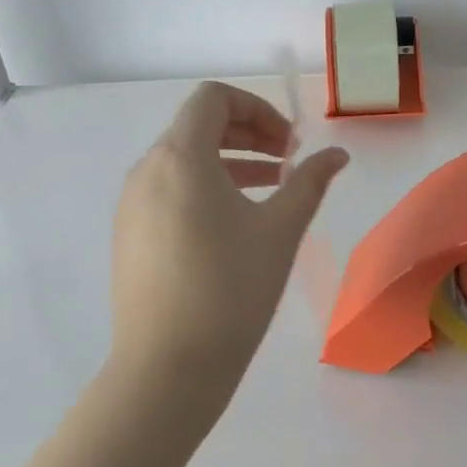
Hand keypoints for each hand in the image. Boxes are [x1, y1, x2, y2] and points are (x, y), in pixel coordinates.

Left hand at [110, 81, 348, 383]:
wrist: (168, 367)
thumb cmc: (231, 289)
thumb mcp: (280, 231)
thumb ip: (309, 182)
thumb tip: (337, 154)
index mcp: (181, 157)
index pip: (213, 99)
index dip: (257, 108)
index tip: (289, 144)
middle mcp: (147, 171)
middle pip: (196, 127)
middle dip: (247, 133)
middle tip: (286, 162)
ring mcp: (131, 206)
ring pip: (182, 162)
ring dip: (228, 163)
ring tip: (269, 191)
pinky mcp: (129, 237)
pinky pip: (168, 192)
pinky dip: (204, 190)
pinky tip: (233, 227)